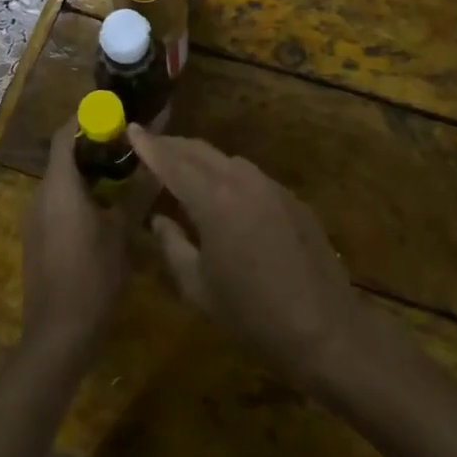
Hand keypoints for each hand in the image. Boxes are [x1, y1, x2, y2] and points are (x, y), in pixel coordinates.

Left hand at [21, 126, 127, 360]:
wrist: (58, 336)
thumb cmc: (93, 277)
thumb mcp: (122, 232)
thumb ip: (139, 192)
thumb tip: (159, 160)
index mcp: (59, 186)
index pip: (65, 133)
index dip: (86, 117)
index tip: (115, 111)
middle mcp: (40, 195)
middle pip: (63, 154)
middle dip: (93, 143)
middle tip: (128, 140)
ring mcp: (35, 218)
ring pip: (60, 179)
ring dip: (87, 168)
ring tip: (123, 168)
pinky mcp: (36, 237)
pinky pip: (56, 200)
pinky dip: (79, 191)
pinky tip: (106, 204)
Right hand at [129, 126, 367, 384]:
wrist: (324, 329)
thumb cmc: (253, 317)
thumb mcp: (199, 289)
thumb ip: (173, 247)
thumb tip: (159, 219)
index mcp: (214, 201)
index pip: (173, 163)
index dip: (150, 146)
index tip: (132, 128)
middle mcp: (242, 181)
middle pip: (200, 152)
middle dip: (173, 146)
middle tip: (151, 146)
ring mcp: (271, 186)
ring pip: (227, 160)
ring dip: (201, 159)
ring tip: (182, 170)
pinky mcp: (291, 198)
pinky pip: (250, 176)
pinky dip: (228, 175)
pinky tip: (223, 195)